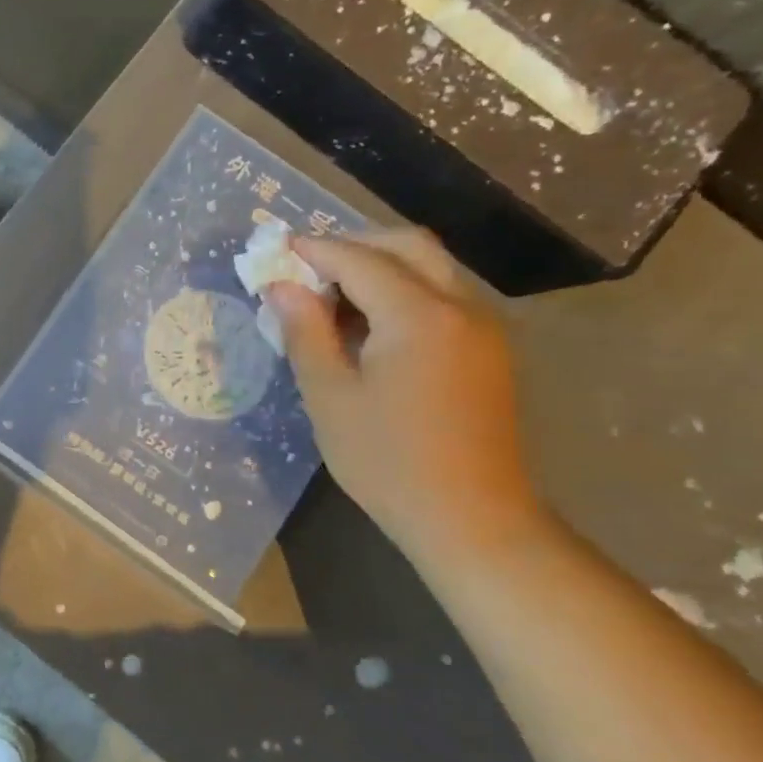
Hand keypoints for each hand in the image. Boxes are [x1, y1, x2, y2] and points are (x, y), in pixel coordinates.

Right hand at [267, 229, 545, 562]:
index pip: (360, 260)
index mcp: (419, 316)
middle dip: (353, 245)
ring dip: (378, 265)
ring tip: (328, 295)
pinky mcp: (487, 349)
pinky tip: (366, 323)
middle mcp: (461, 307)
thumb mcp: (329, 396)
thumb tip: (281, 287)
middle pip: (407, 246)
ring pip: (429, 267)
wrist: (471, 517)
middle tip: (305, 266)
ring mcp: (483, 327)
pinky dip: (401, 289)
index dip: (314, 250)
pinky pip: (441, 295)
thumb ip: (305, 332)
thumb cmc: (386, 460)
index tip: (275, 250)